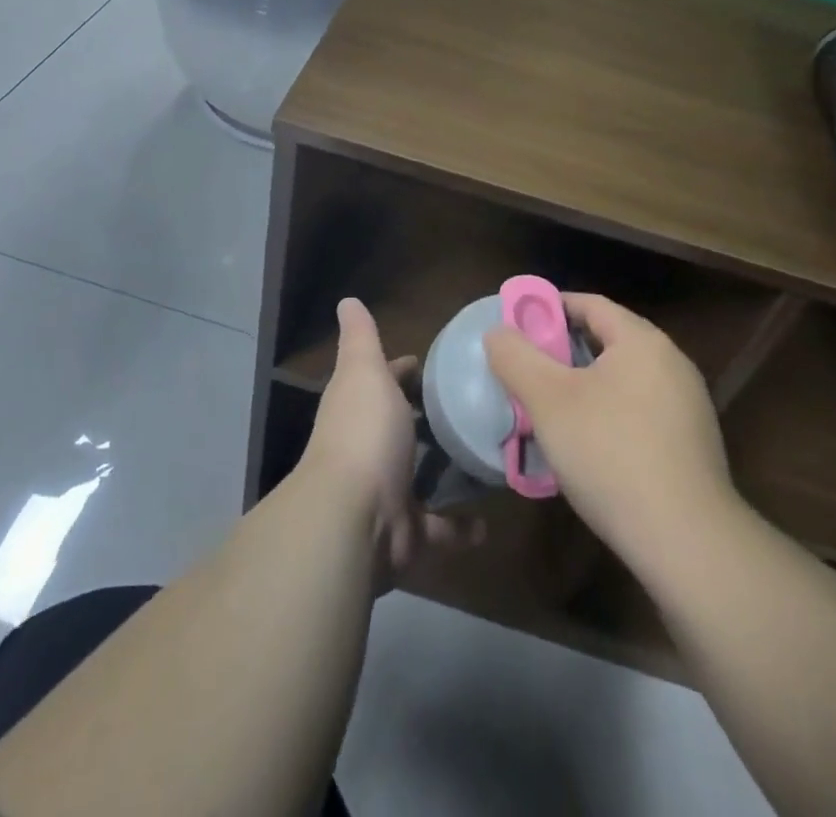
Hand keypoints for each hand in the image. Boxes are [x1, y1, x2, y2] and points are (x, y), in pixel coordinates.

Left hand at [299, 298, 477, 584]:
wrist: (355, 516)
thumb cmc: (364, 432)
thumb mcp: (364, 371)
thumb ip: (360, 338)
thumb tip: (347, 300)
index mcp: (359, 409)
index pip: (382, 381)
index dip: (403, 371)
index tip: (432, 364)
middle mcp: (369, 449)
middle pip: (400, 430)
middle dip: (425, 423)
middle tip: (473, 407)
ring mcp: (387, 494)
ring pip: (418, 479)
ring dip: (443, 473)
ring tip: (488, 455)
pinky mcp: (407, 534)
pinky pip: (439, 530)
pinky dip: (460, 529)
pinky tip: (488, 520)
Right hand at [485, 293, 735, 563]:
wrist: (688, 542)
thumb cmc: (611, 454)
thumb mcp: (548, 401)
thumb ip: (516, 358)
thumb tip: (498, 332)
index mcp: (642, 341)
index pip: (590, 304)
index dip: (549, 308)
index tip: (517, 328)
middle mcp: (672, 363)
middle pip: (608, 341)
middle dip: (563, 352)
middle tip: (527, 373)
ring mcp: (688, 406)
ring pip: (623, 381)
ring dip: (585, 388)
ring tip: (551, 413)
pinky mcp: (693, 445)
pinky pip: (640, 413)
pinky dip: (609, 416)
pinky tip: (589, 449)